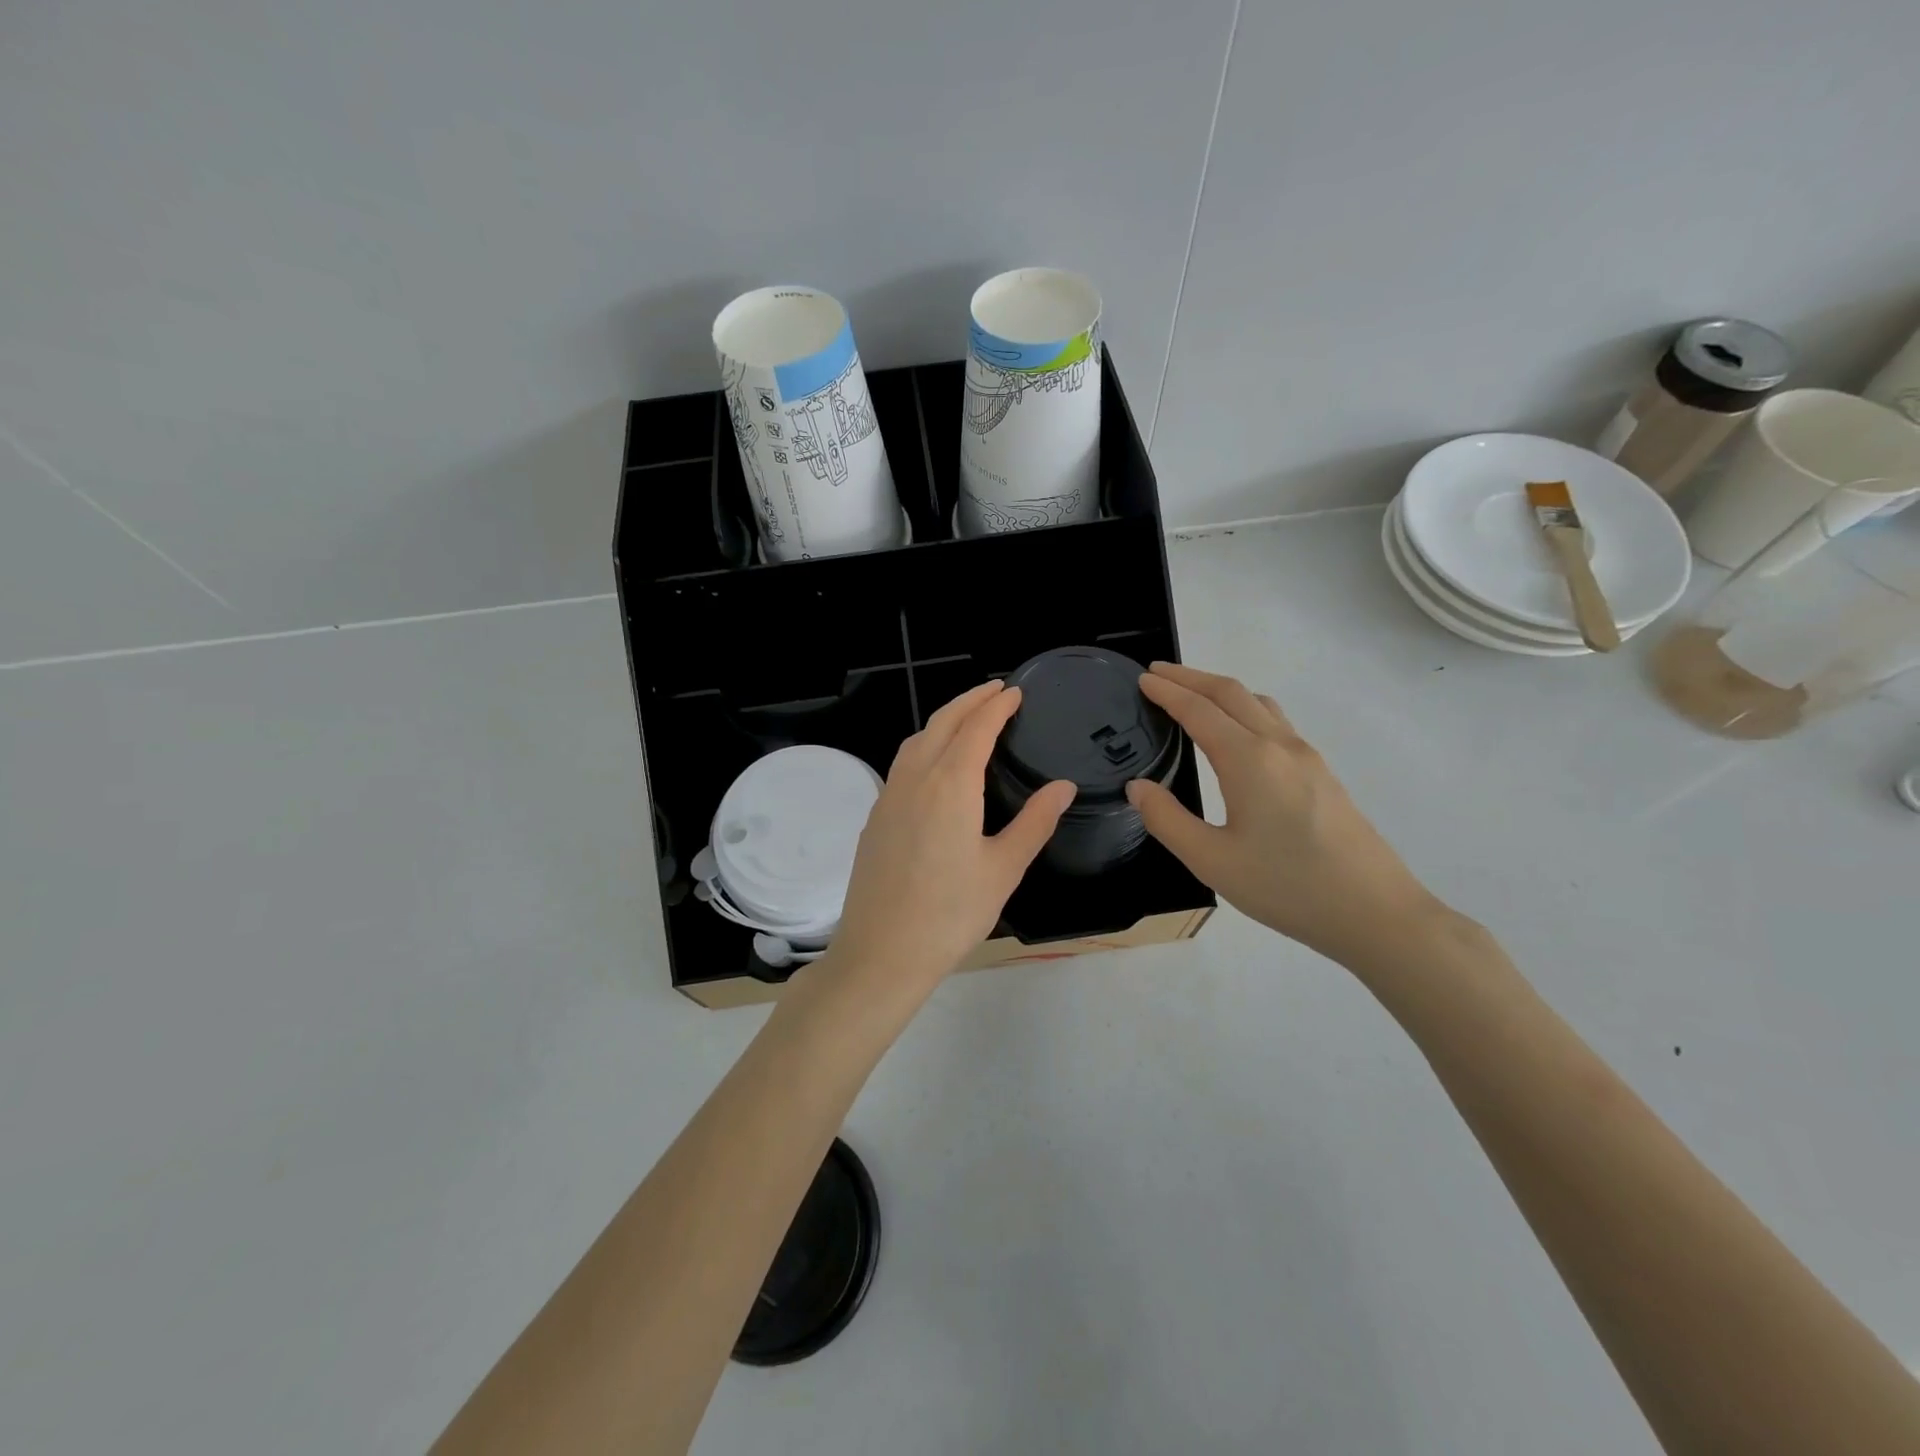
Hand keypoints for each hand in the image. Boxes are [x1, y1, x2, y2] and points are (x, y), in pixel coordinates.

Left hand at [816, 681, 1075, 1007]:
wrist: (881, 952)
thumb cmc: (951, 914)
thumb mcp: (1003, 869)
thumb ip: (1035, 822)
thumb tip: (1063, 786)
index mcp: (950, 785)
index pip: (976, 728)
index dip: (997, 706)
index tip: (1015, 691)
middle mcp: (915, 779)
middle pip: (942, 723)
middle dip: (970, 701)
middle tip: (996, 690)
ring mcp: (889, 796)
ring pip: (916, 740)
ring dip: (944, 720)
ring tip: (968, 718)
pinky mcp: (875, 816)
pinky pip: (902, 763)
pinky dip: (924, 744)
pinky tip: (936, 763)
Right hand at [1126, 662, 1442, 967]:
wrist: (1374, 912)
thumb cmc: (1287, 887)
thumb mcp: (1212, 861)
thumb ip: (1167, 820)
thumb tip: (1138, 787)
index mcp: (1249, 760)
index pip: (1199, 710)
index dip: (1168, 692)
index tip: (1142, 679)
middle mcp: (1279, 746)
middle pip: (1231, 693)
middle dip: (1191, 677)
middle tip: (1158, 674)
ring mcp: (1306, 757)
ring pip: (1258, 704)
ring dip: (1221, 690)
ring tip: (1193, 695)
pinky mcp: (1322, 774)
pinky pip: (1275, 722)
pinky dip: (1244, 709)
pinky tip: (1237, 733)